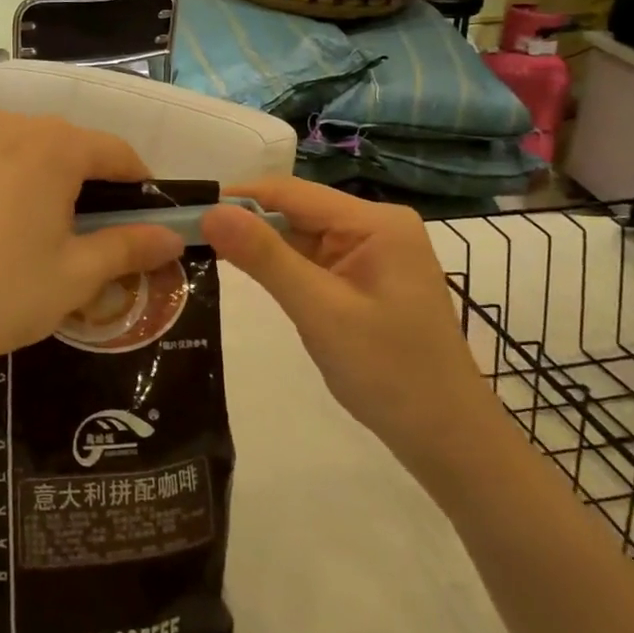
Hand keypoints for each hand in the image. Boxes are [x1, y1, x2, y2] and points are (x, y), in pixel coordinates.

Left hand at [0, 113, 183, 394]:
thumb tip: (173, 237)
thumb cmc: (1, 294)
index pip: (116, 151)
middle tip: (94, 229)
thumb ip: (130, 247)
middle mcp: (8, 126)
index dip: (139, 182)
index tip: (148, 215)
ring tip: (38, 227)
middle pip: (67, 144)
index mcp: (54, 147)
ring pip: (21, 148)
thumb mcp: (76, 276)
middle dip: (89, 180)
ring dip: (42, 176)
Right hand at [201, 178, 498, 459]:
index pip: (292, 193)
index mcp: (376, 222)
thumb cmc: (389, 374)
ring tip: (204, 249)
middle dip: (246, 222)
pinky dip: (282, 266)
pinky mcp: (365, 278)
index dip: (238, 198)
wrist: (447, 439)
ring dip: (261, 244)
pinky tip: (247, 271)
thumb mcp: (320, 312)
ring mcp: (373, 253)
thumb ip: (265, 258)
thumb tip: (211, 211)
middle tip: (187, 234)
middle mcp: (376, 226)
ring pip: (302, 235)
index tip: (186, 209)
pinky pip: (314, 259)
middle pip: (297, 211)